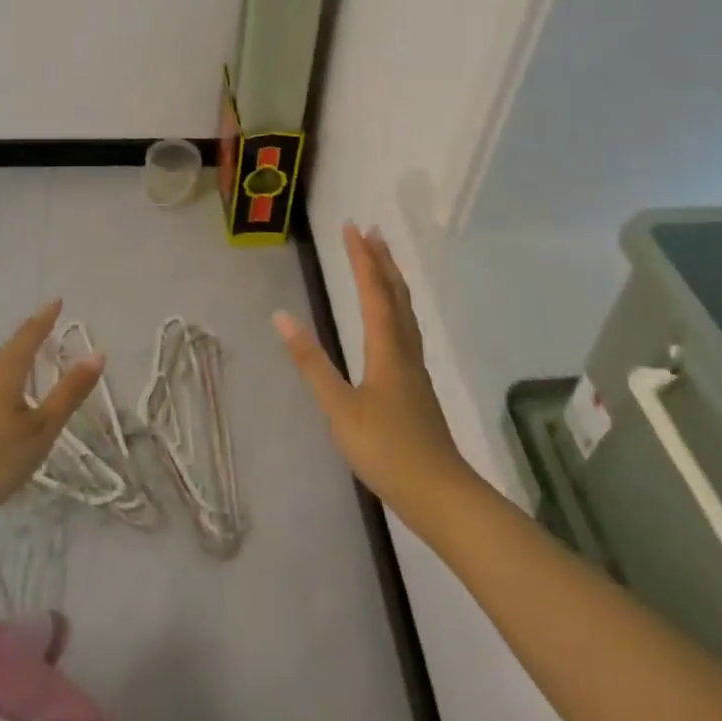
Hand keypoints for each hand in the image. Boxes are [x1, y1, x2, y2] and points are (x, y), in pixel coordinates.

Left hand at [0, 301, 101, 566]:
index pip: (28, 336)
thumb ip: (69, 392)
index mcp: (7, 374)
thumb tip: (97, 353)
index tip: (57, 301)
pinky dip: (7, 376)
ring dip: (17, 355)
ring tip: (32, 354)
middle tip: (48, 323)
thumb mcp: (42, 428)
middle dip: (31, 334)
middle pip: (11, 349)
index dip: (44, 318)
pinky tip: (9, 393)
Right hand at [274, 224, 473, 525]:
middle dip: (382, 260)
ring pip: (405, 312)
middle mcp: (405, 350)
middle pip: (396, 294)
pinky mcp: (417, 387)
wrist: (440, 494)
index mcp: (386, 349)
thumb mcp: (339, 408)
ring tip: (383, 263)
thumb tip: (281, 318)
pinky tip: (390, 324)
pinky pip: (406, 329)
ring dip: (392, 281)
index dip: (361, 258)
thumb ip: (311, 363)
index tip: (351, 227)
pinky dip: (396, 307)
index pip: (373, 291)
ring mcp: (415, 369)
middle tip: (371, 231)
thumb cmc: (386, 450)